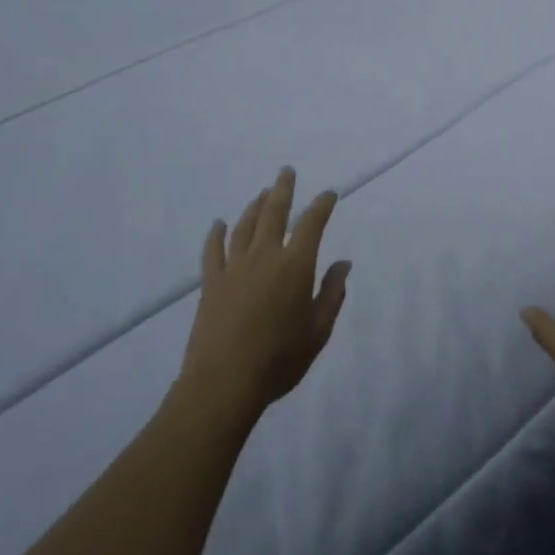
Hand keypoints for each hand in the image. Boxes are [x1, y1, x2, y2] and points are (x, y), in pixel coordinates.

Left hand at [179, 167, 349, 426]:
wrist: (224, 383)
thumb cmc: (280, 359)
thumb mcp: (318, 330)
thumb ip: (332, 293)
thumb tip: (343, 263)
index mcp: (295, 266)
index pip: (312, 224)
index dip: (322, 205)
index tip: (328, 194)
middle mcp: (265, 256)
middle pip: (274, 213)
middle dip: (283, 190)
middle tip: (286, 171)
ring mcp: (234, 267)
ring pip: (245, 226)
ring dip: (255, 206)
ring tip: (262, 193)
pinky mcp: (211, 283)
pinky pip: (213, 250)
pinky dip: (217, 234)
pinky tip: (219, 224)